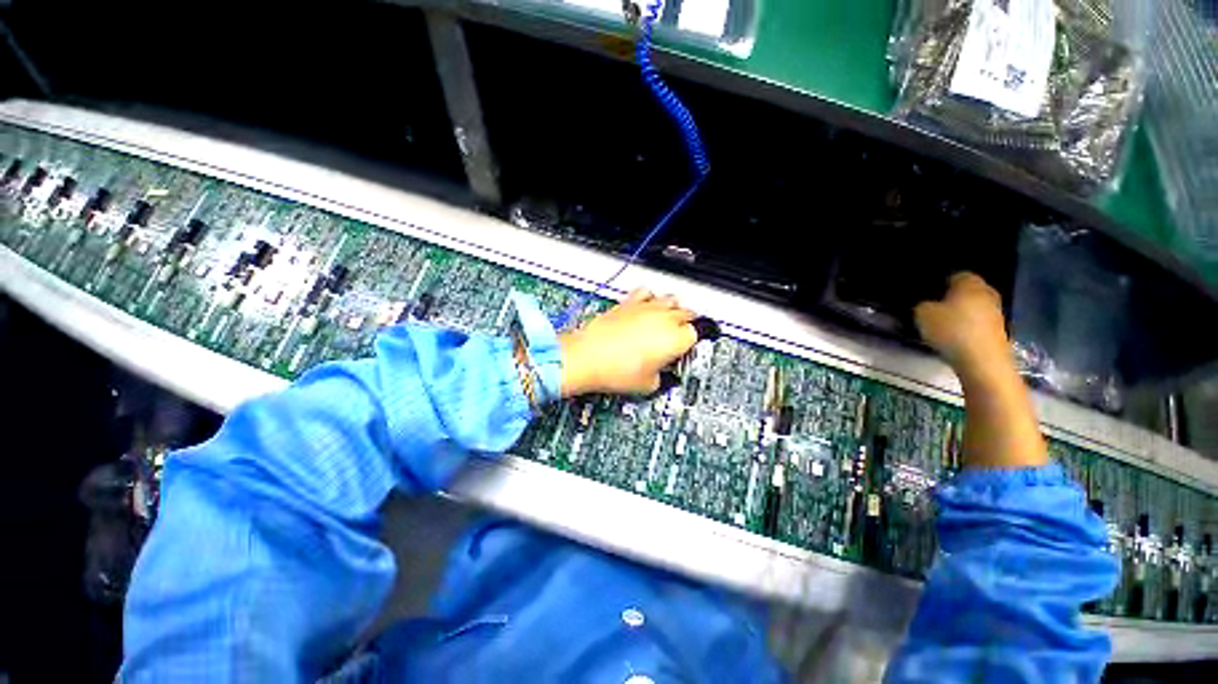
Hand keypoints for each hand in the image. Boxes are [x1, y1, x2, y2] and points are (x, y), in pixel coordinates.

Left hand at [559, 289, 697, 396]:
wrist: (587, 358)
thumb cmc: (615, 371)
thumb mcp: (649, 385)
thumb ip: (664, 378)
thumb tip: (664, 375)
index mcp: (675, 338)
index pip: (698, 332)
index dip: (697, 341)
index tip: (692, 346)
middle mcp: (664, 318)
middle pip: (688, 313)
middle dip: (689, 323)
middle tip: (683, 335)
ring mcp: (646, 308)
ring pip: (670, 299)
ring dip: (674, 309)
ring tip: (669, 320)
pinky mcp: (628, 303)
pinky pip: (646, 292)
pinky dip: (651, 298)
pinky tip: (647, 307)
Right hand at [914, 272, 1009, 380]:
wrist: (982, 361)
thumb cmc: (952, 331)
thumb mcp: (922, 314)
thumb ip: (922, 305)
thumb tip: (926, 304)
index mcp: (970, 283)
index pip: (955, 275)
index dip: (940, 283)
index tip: (927, 294)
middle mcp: (987, 292)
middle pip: (968, 291)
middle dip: (953, 298)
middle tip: (934, 308)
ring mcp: (996, 313)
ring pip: (974, 307)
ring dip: (961, 314)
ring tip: (942, 325)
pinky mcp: (998, 331)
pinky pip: (978, 323)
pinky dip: (968, 328)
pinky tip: (955, 337)